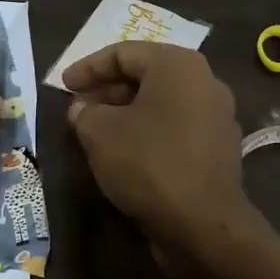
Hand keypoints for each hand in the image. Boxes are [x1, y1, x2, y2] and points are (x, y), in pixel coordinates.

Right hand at [63, 43, 259, 260]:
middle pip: (145, 76)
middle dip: (106, 90)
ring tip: (94, 131)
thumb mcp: (99, 132)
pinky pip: (174, 129)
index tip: (63, 85)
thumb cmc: (148, 163)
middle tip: (77, 108)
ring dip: (125, 114)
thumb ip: (84, 112)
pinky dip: (146, 133)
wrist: (202, 225)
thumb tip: (82, 109)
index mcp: (178, 65)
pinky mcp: (216, 150)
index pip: (124, 53)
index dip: (88, 67)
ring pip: (160, 104)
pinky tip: (123, 154)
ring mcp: (215, 118)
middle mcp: (204, 83)